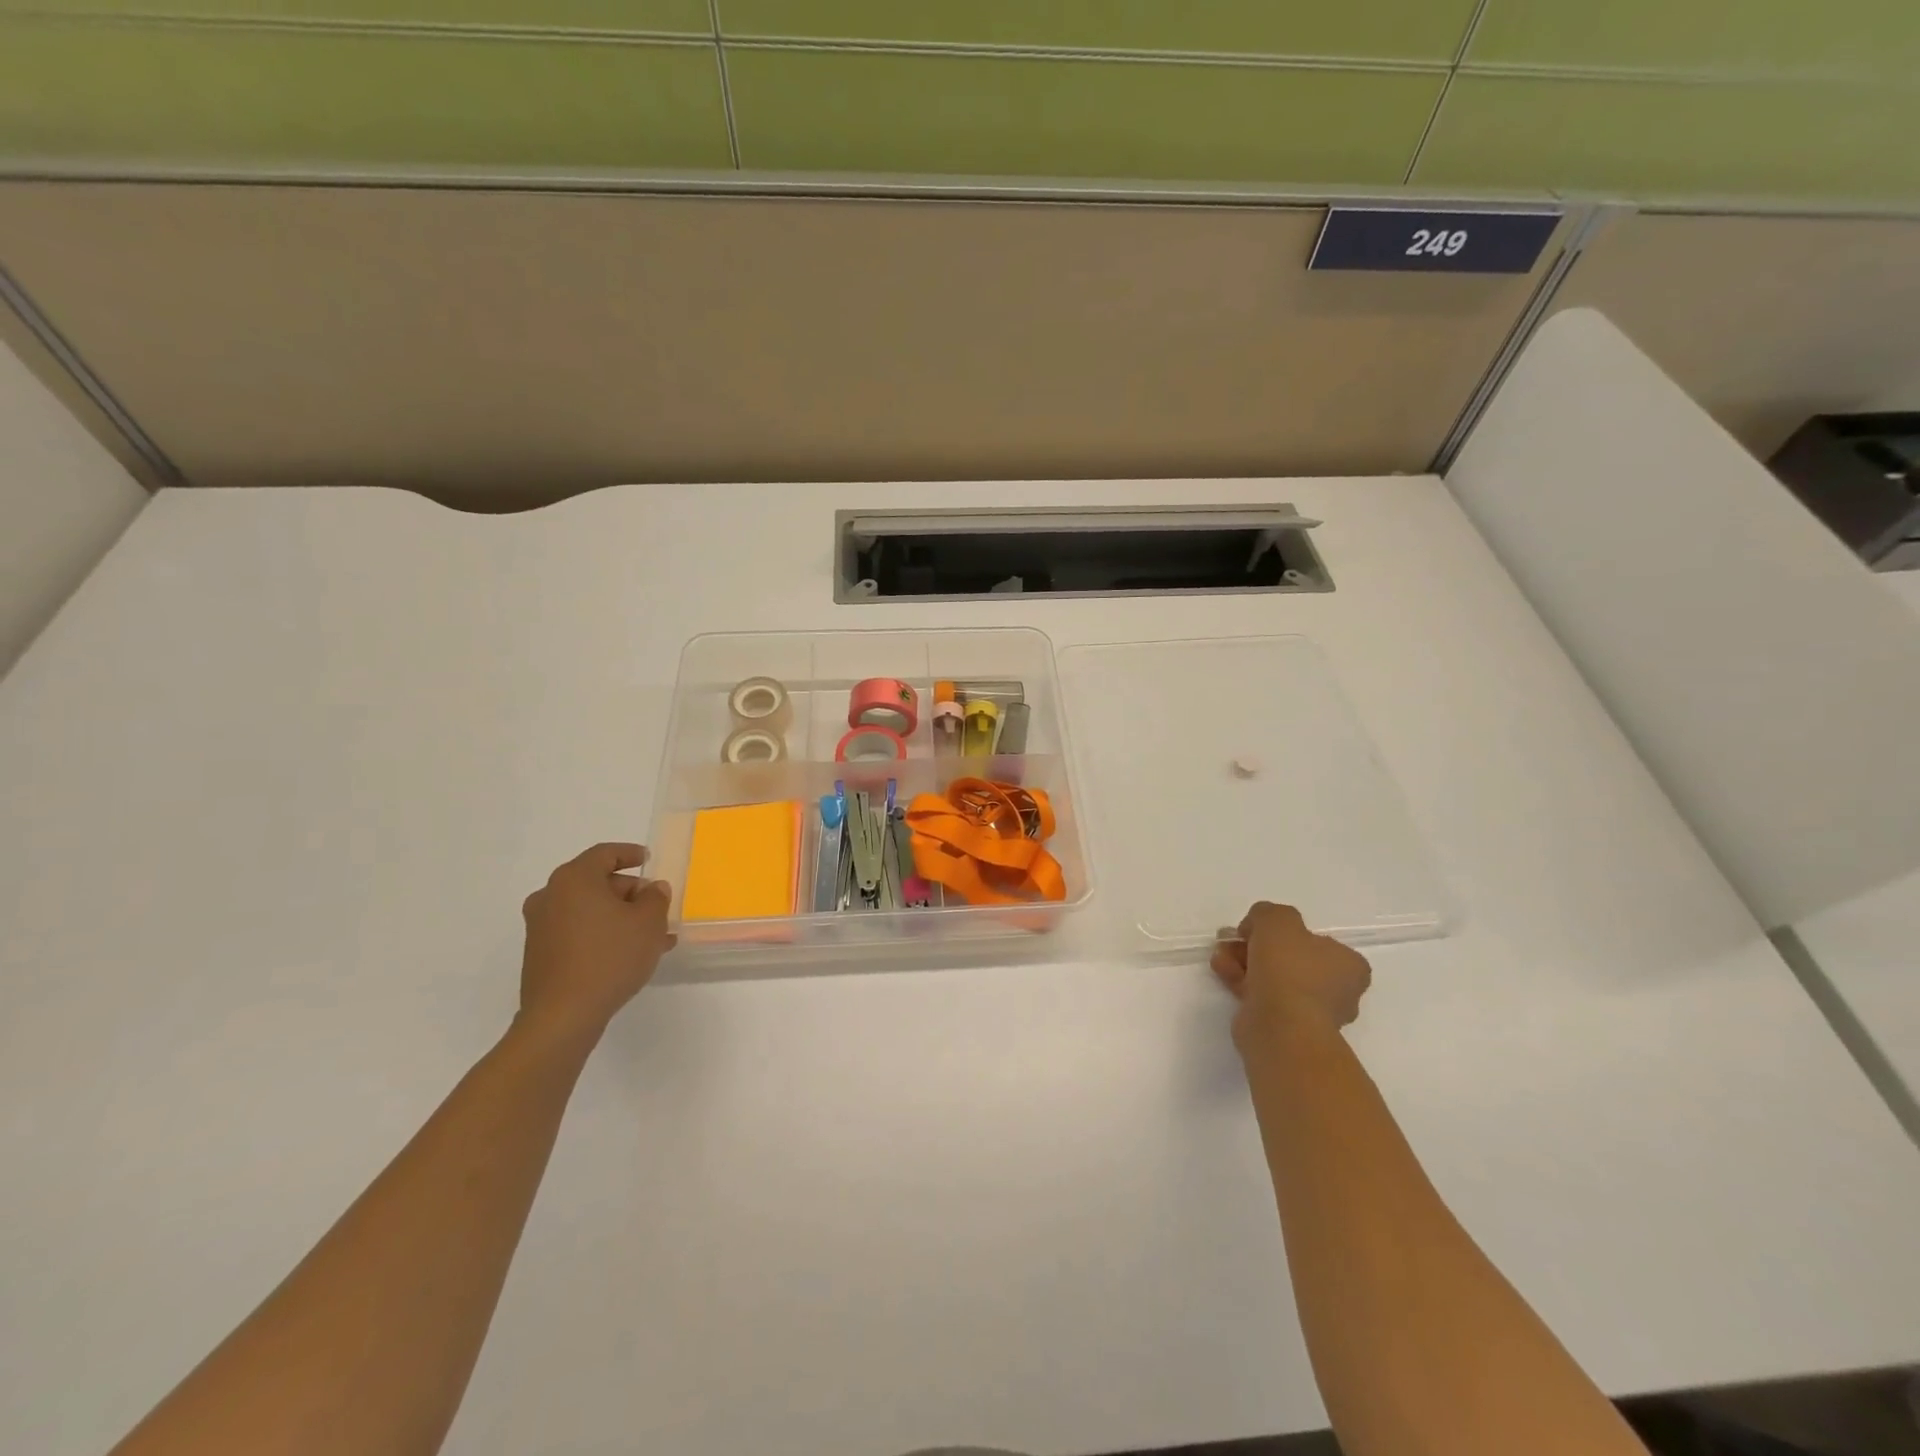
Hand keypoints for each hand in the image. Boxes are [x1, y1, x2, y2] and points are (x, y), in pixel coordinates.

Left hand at [518, 842, 676, 1044]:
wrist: (562, 1016)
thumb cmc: (610, 957)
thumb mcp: (648, 923)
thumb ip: (655, 898)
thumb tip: (652, 889)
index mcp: (574, 879)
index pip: (604, 854)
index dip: (629, 854)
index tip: (648, 859)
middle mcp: (550, 896)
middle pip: (595, 882)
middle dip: (629, 892)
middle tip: (656, 906)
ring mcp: (541, 927)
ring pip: (589, 910)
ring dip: (619, 917)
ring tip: (652, 936)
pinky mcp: (540, 954)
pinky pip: (578, 931)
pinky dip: (602, 934)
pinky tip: (628, 953)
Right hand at [1211, 901, 1371, 1050]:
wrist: (1280, 1027)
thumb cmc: (1289, 968)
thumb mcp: (1277, 919)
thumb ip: (1267, 913)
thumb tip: (1257, 928)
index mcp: (1349, 965)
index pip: (1317, 941)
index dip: (1284, 932)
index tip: (1260, 930)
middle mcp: (1337, 989)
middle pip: (1289, 957)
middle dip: (1255, 946)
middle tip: (1233, 939)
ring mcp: (1311, 1011)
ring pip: (1272, 976)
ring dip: (1243, 961)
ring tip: (1220, 955)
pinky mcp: (1285, 1026)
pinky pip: (1261, 996)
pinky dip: (1240, 981)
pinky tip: (1221, 970)